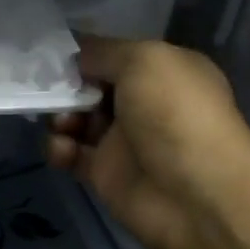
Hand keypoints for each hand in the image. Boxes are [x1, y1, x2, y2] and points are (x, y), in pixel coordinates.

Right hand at [47, 34, 249, 248]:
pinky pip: (69, 154)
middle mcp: (143, 102)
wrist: (196, 196)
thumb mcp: (144, 60)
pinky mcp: (104, 173)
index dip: (83, 54)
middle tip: (53, 92)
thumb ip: (102, 52)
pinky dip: (59, 149)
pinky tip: (64, 150)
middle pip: (88, 86)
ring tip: (64, 124)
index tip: (53, 56)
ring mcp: (123, 140)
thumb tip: (75, 58)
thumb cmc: (176, 115)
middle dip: (65, 86)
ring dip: (59, 117)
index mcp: (162, 71)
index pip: (112, 55)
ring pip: (75, 119)